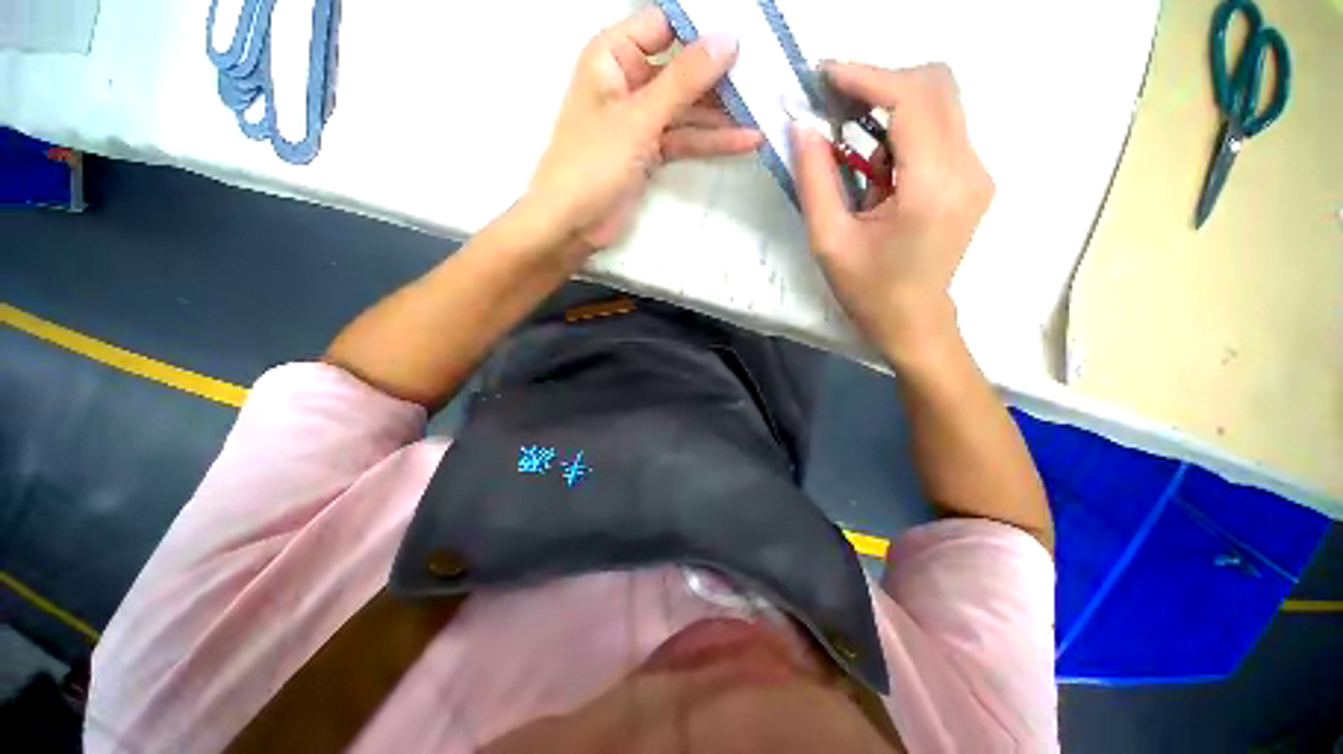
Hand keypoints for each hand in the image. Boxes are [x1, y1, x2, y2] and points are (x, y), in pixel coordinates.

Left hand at [523, 8, 761, 254]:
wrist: (573, 223)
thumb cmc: (593, 163)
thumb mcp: (639, 117)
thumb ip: (683, 79)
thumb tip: (728, 39)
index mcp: (613, 56)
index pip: (664, 25)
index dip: (702, 27)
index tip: (745, 34)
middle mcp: (629, 81)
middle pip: (682, 68)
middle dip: (721, 76)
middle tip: (765, 76)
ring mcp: (641, 119)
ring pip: (688, 108)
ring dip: (723, 114)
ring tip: (764, 111)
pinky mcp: (650, 151)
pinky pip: (685, 138)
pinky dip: (711, 141)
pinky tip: (745, 141)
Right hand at [792, 63, 993, 359]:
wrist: (913, 320)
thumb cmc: (867, 290)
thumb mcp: (828, 240)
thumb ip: (815, 180)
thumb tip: (804, 127)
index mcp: (932, 186)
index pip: (912, 98)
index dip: (867, 76)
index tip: (825, 74)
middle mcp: (968, 167)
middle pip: (936, 85)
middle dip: (881, 81)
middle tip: (835, 102)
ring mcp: (978, 170)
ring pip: (942, 101)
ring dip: (892, 104)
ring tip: (851, 135)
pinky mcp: (974, 177)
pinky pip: (943, 127)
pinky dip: (905, 126)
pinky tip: (877, 160)